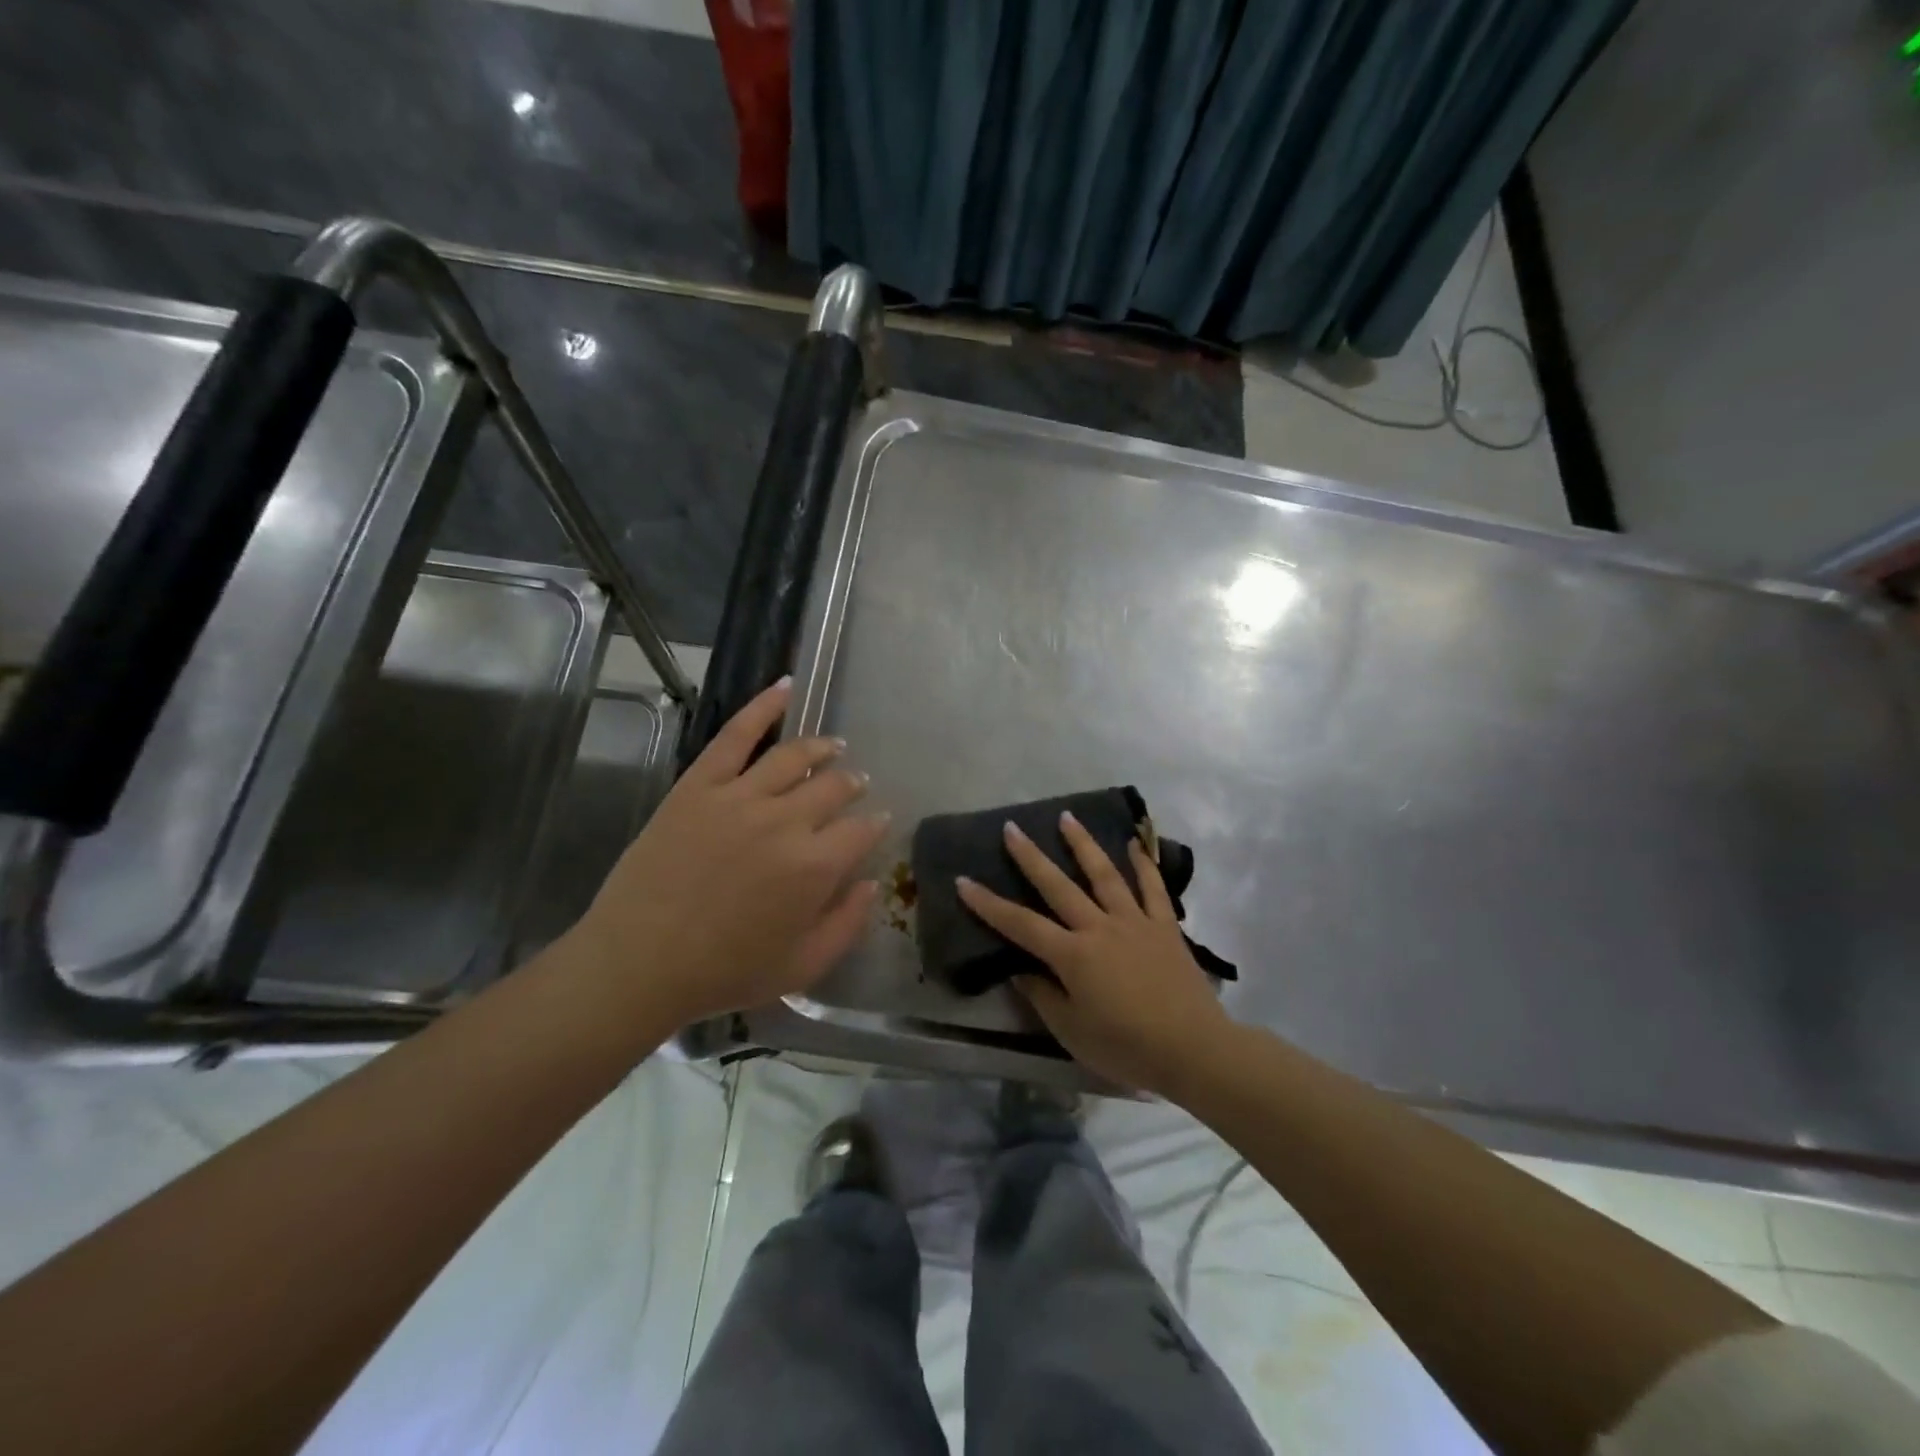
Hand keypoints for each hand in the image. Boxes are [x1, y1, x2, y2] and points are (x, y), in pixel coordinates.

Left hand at [565, 679, 887, 1032]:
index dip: (874, 824)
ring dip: (822, 748)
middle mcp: (785, 821)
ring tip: (834, 746)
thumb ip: (848, 924)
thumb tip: (873, 883)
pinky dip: (763, 707)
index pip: (861, 830)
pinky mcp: (699, 785)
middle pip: (833, 786)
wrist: (638, 962)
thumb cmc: (724, 972)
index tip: (877, 821)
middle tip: (855, 784)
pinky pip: (736, 735)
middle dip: (852, 784)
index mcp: (815, 867)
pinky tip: (785, 688)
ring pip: (794, 756)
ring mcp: (740, 797)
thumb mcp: (802, 966)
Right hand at [956, 813, 1235, 1098]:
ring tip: (1067, 818)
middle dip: (1031, 857)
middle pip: (1058, 886)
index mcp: (1072, 955)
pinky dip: (1143, 864)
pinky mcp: (1165, 927)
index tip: (964, 880)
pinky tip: (1134, 844)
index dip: (988, 904)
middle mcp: (1099, 928)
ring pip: (1104, 875)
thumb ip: (1043, 997)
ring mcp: (1134, 922)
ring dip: (1083, 844)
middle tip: (1012, 828)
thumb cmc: (1126, 1047)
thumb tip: (1021, 971)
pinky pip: (1153, 888)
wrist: (1193, 1050)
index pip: (1020, 924)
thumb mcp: (1072, 1032)